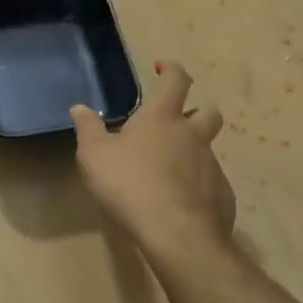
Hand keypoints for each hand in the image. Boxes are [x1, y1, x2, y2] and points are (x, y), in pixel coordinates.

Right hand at [71, 61, 235, 257]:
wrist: (177, 235)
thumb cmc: (130, 185)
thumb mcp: (94, 156)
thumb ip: (88, 129)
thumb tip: (79, 108)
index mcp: (162, 118)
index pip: (175, 80)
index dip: (171, 69)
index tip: (162, 68)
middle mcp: (192, 136)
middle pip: (208, 112)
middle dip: (196, 111)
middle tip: (175, 123)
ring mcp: (212, 166)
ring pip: (208, 149)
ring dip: (192, 152)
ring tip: (167, 171)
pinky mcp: (222, 196)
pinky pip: (211, 183)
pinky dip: (197, 186)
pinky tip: (178, 202)